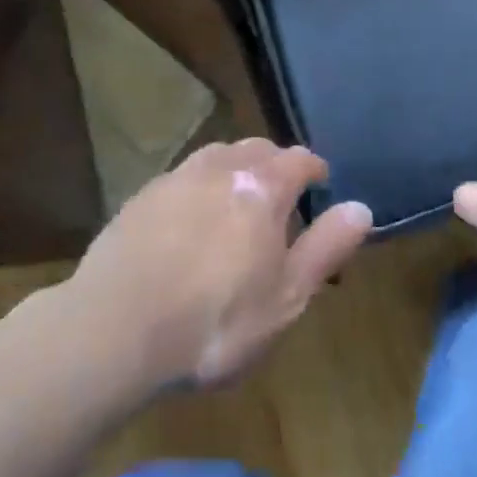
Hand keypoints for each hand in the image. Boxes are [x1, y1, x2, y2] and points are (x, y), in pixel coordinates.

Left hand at [67, 139, 371, 389]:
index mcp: (263, 186)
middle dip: (276, 164)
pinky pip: (184, 176)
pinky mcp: (144, 195)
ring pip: (219, 155)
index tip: (322, 183)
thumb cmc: (214, 322)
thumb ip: (325, 248)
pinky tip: (191, 220)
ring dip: (236, 170)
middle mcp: (222, 166)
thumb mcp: (285, 298)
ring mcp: (178, 176)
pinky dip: (200, 187)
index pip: (299, 159)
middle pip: (258, 148)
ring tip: (238, 202)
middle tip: (282, 196)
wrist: (115, 328)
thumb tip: (361, 207)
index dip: (315, 169)